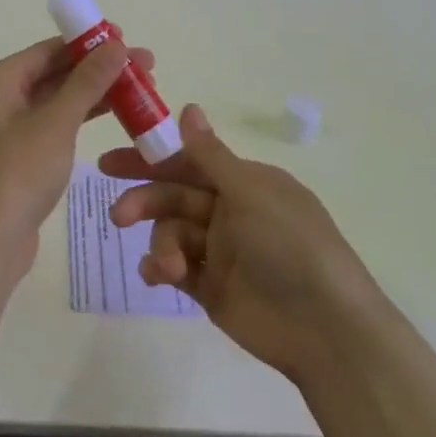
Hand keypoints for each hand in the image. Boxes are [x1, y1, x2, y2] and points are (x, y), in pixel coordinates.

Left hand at [0, 36, 152, 284]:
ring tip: (140, 92)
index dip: (88, 43)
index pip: (47, 50)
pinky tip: (112, 118)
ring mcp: (5, 130)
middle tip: (145, 69)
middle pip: (53, 74)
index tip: (128, 41)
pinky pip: (53, 127)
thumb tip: (116, 45)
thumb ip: (87, 82)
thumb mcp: (56, 123)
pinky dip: (80, 120)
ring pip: (56, 102)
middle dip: (98, 70)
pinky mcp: (17, 158)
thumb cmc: (16, 174)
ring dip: (94, 95)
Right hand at [100, 104, 373, 379]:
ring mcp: (221, 251)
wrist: (325, 329)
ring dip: (161, 244)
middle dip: (144, 202)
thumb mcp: (249, 192)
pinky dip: (161, 269)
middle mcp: (231, 212)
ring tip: (167, 267)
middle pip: (174, 197)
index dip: (149, 159)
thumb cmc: (289, 246)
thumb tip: (188, 107)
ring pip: (171, 233)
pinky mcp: (212, 288)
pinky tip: (157, 276)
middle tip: (118, 216)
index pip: (188, 162)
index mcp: (244, 183)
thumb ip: (210, 155)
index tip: (109, 163)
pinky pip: (175, 268)